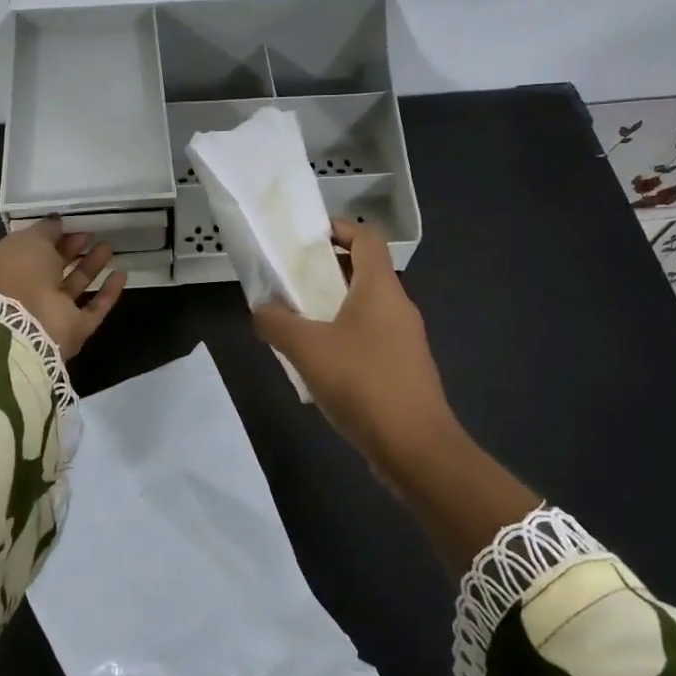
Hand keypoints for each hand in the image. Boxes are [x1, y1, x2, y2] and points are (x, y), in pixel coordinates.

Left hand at [0, 219, 125, 359]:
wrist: (25, 324)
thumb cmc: (19, 272)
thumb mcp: (29, 239)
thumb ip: (45, 229)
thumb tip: (56, 222)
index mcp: (4, 269)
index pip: (27, 249)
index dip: (48, 235)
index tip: (68, 223)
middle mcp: (25, 291)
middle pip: (52, 267)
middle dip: (71, 249)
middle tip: (90, 232)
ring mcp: (49, 313)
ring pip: (73, 286)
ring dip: (90, 267)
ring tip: (108, 247)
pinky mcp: (72, 329)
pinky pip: (93, 309)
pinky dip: (107, 293)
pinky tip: (122, 274)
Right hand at [253, 220, 460, 476]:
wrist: (415, 447)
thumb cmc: (362, 383)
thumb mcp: (306, 349)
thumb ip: (276, 322)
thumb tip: (260, 308)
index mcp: (380, 289)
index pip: (367, 238)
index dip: (340, 228)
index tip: (307, 236)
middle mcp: (398, 306)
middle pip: (365, 271)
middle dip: (328, 270)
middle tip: (292, 279)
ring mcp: (405, 339)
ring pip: (367, 307)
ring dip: (334, 306)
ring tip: (298, 320)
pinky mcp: (404, 368)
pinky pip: (371, 337)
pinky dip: (345, 336)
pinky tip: (320, 362)